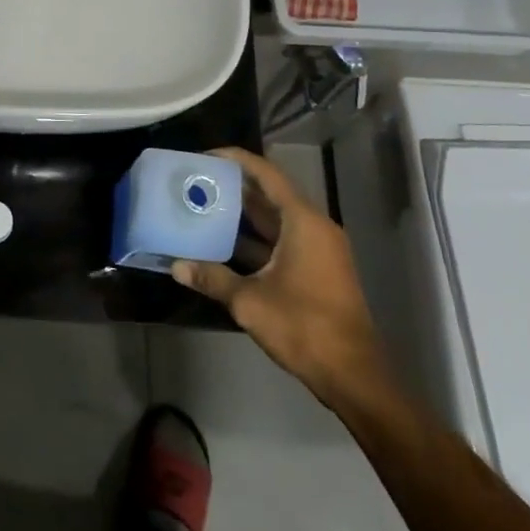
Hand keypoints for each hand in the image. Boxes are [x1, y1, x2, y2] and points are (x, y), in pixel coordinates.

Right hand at [172, 147, 388, 405]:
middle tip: (197, 181)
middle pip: (271, 195)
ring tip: (203, 206)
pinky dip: (255, 239)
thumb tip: (176, 266)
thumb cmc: (304, 326)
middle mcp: (314, 228)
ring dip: (243, 214)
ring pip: (275, 220)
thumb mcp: (249, 301)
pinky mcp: (317, 270)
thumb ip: (212, 278)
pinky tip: (223, 244)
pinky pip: (281, 240)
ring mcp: (318, 250)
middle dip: (234, 187)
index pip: (267, 175)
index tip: (205, 155)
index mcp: (303, 222)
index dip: (236, 160)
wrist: (353, 375)